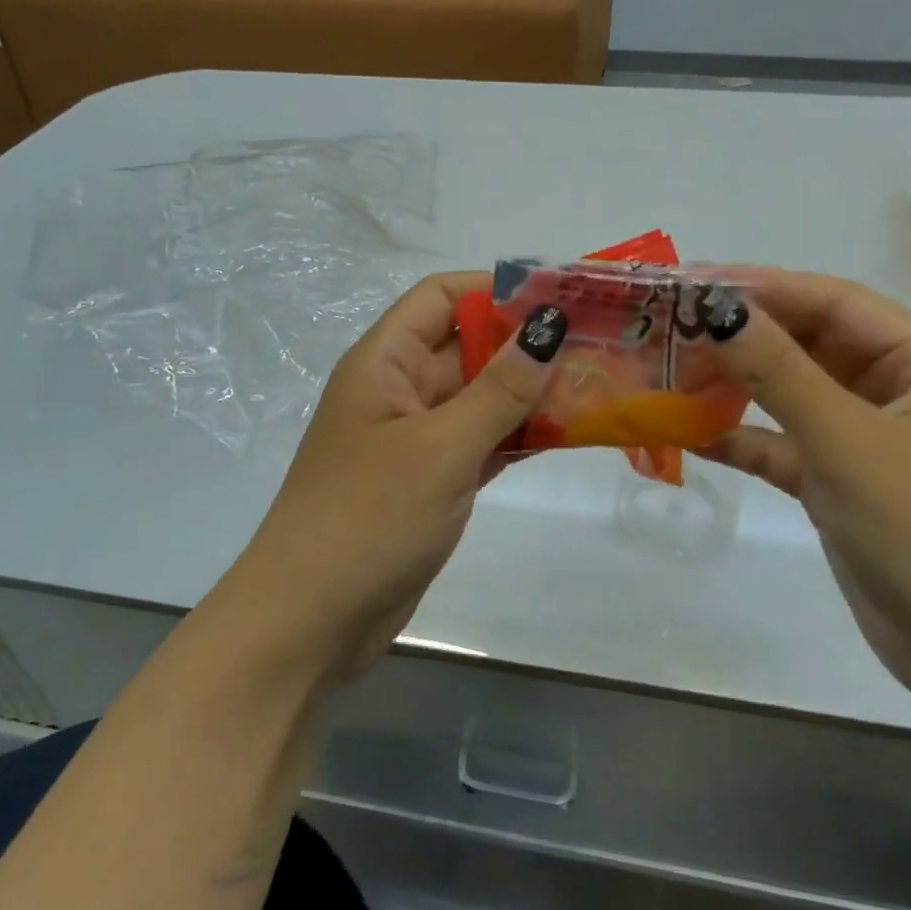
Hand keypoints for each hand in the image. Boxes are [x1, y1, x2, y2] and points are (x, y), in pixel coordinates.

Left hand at [228, 271, 564, 681]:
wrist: (311, 620)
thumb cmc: (368, 517)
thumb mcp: (441, 448)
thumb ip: (500, 389)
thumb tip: (549, 325)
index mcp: (384, 363)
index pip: (439, 298)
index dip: (495, 289)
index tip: (559, 297)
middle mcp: (399, 391)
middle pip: (467, 346)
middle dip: (527, 343)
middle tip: (600, 342)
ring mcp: (416, 440)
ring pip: (481, 398)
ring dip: (531, 393)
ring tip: (600, 383)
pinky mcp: (432, 482)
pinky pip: (482, 442)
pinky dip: (519, 436)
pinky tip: (570, 433)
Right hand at [701, 270, 910, 707]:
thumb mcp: (848, 441)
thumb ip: (779, 371)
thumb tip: (718, 309)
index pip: (837, 303)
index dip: (766, 288)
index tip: (695, 282)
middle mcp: (903, 394)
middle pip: (812, 347)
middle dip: (745, 338)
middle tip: (672, 329)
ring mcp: (874, 444)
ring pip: (795, 398)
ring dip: (738, 388)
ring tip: (672, 374)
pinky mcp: (847, 489)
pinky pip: (789, 450)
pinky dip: (746, 441)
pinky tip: (692, 434)